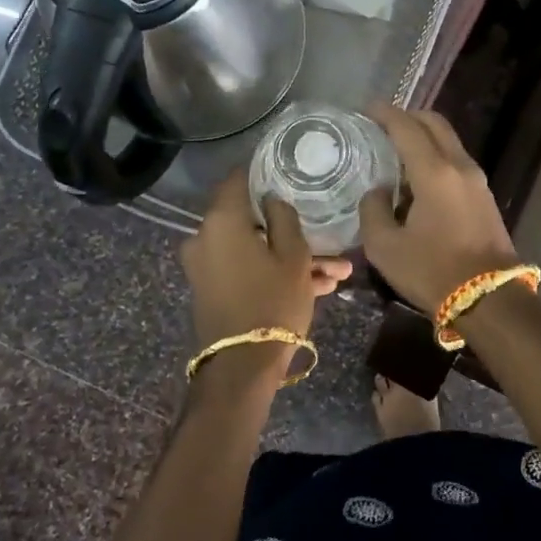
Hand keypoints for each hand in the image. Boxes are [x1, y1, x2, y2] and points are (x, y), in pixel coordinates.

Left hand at [180, 171, 351, 371]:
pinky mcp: (211, 289)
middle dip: (290, 229)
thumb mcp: (294, 256)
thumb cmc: (272, 302)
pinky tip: (319, 286)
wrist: (241, 367)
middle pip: (251, 219)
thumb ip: (284, 218)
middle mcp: (205, 237)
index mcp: (222, 221)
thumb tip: (272, 200)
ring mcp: (205, 266)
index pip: (238, 179)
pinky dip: (274, 273)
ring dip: (291, 257)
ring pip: (255, 249)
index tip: (288, 173)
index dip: (263, 173)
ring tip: (336, 272)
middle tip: (325, 236)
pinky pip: (247, 269)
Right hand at [358, 106, 518, 313]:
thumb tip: (377, 192)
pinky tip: (417, 175)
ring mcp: (477, 180)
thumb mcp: (385, 247)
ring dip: (424, 136)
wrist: (490, 299)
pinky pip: (456, 160)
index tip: (367, 109)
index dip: (385, 114)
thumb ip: (373, 211)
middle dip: (408, 117)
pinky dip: (436, 154)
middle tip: (382, 125)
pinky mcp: (485, 196)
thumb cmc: (433, 272)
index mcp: (434, 172)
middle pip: (435, 124)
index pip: (407, 128)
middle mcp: (460, 166)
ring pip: (449, 141)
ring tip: (397, 150)